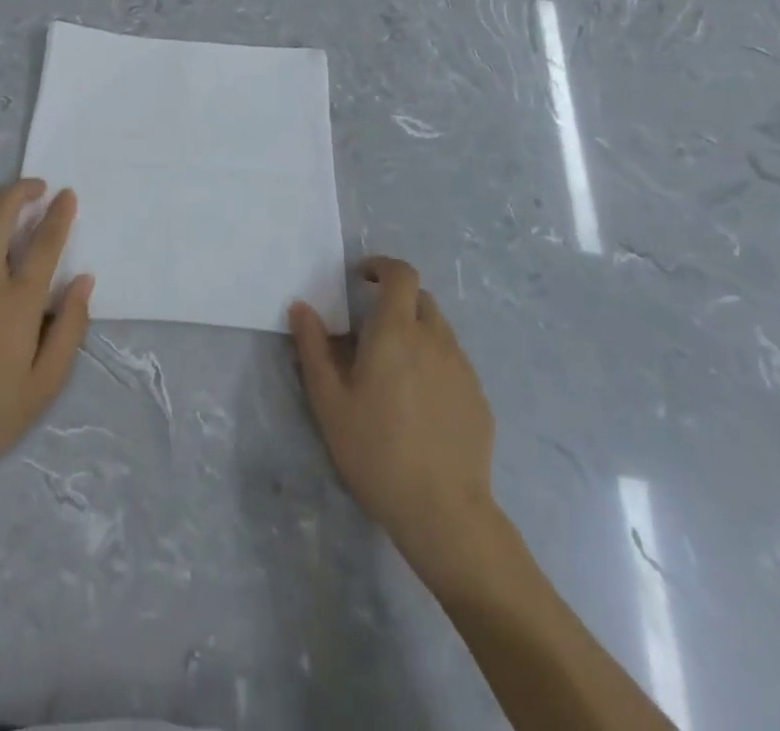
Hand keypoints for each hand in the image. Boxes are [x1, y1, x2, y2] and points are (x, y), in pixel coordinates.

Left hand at [0, 180, 93, 495]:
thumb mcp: (46, 383)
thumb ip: (70, 327)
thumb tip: (83, 281)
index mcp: (18, 301)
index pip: (45, 241)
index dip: (59, 213)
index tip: (67, 196)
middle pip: (0, 212)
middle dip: (21, 190)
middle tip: (36, 188)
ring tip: (0, 205)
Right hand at [290, 257, 496, 564]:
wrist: (444, 512)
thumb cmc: (376, 451)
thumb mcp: (329, 401)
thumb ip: (313, 348)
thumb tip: (301, 306)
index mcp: (396, 332)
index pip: (401, 274)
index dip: (382, 266)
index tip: (361, 279)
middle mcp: (434, 339)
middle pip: (420, 298)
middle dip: (396, 300)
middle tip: (371, 329)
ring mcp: (462, 368)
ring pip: (438, 330)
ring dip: (416, 332)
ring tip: (394, 370)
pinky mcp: (478, 397)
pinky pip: (453, 362)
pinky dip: (434, 363)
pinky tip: (419, 403)